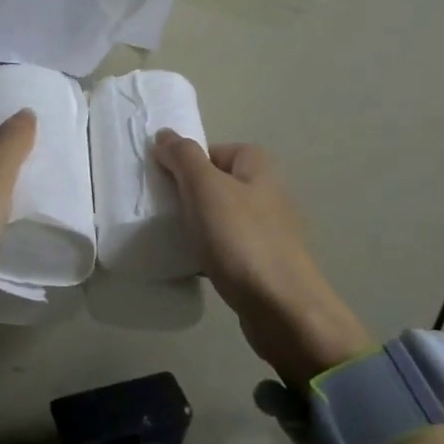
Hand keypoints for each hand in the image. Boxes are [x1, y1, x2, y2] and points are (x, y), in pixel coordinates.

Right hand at [153, 133, 374, 384]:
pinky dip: (206, 252)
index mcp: (257, 165)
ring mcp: (266, 228)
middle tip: (161, 211)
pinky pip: (224, 246)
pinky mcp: (260, 261)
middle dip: (186, 195)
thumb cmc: (242, 239)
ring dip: (194, 226)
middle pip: (213, 183)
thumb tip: (165, 134)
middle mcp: (266, 191)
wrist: (281, 308)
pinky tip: (191, 264)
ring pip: (217, 216)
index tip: (163, 184)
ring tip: (172, 238)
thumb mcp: (205, 188)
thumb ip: (183, 157)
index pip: (210, 150)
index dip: (184, 164)